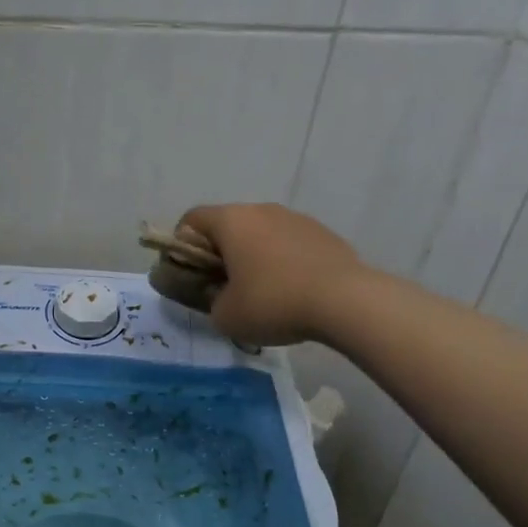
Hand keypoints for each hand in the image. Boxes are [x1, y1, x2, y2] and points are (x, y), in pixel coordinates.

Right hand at [178, 203, 365, 346]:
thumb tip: (221, 295)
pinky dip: (283, 261)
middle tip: (223, 287)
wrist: (346, 302)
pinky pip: (290, 244)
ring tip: (262, 292)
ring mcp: (296, 218)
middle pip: (228, 225)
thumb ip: (211, 301)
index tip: (189, 274)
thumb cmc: (273, 303)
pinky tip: (292, 291)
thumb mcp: (225, 316)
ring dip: (254, 256)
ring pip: (261, 233)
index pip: (191, 220)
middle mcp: (262, 210)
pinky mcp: (323, 233)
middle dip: (220, 253)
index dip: (182, 246)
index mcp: (231, 221)